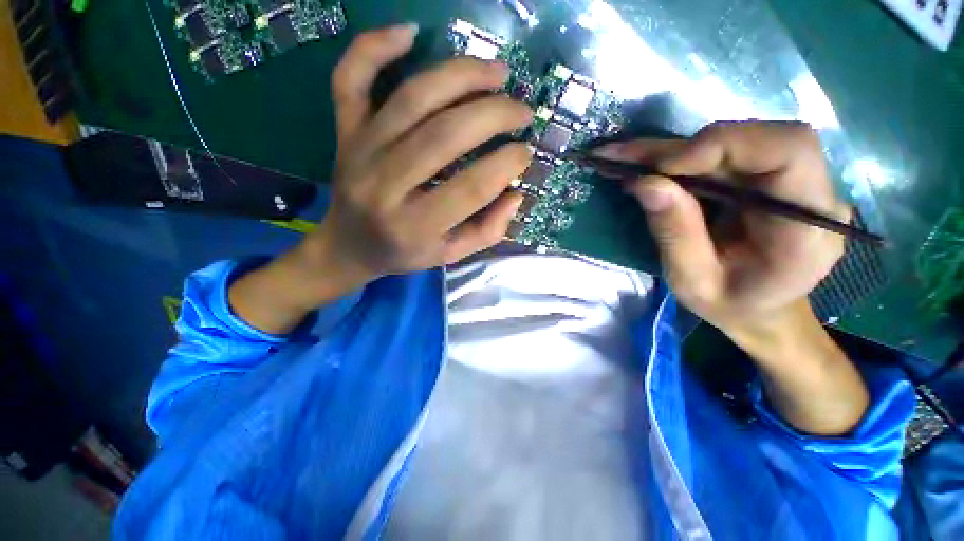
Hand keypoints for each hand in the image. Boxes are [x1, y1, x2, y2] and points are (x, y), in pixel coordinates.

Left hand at [229, 25, 533, 333]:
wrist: (348, 246)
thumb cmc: (404, 253)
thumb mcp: (451, 256)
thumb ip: (488, 231)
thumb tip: (516, 193)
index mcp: (415, 227)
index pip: (471, 187)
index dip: (506, 164)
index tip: (526, 151)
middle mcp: (385, 186)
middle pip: (445, 134)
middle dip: (494, 114)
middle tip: (522, 110)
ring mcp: (360, 152)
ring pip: (412, 98)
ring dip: (461, 75)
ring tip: (497, 72)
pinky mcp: (345, 131)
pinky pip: (351, 78)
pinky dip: (375, 46)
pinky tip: (410, 33)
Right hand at [597, 121, 849, 337]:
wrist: (761, 308)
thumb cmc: (732, 305)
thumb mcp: (694, 282)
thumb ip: (675, 234)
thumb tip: (645, 183)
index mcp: (808, 226)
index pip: (788, 151)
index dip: (724, 145)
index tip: (662, 167)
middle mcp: (809, 191)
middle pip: (752, 138)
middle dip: (679, 148)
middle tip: (622, 159)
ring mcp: (787, 179)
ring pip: (730, 141)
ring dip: (669, 150)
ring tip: (621, 160)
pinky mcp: (761, 176)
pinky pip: (719, 154)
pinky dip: (675, 157)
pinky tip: (642, 165)